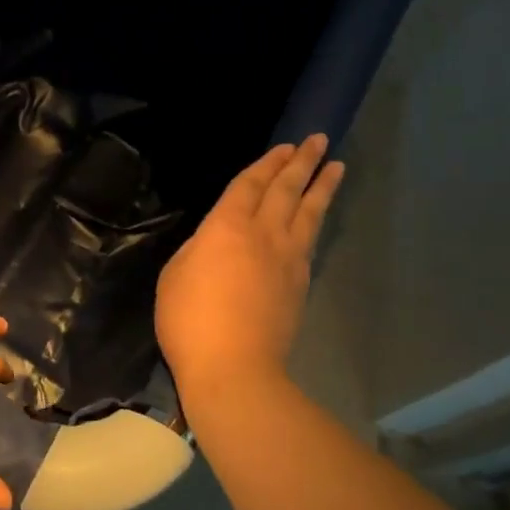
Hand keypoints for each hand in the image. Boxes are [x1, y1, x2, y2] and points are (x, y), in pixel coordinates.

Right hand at [156, 135, 343, 407]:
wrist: (234, 368)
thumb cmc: (190, 320)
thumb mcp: (175, 275)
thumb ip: (198, 249)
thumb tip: (215, 242)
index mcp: (227, 226)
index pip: (250, 184)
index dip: (266, 163)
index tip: (285, 146)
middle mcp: (263, 233)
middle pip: (286, 190)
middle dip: (301, 162)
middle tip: (317, 140)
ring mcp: (287, 259)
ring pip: (308, 212)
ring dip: (321, 186)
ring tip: (335, 165)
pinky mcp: (300, 284)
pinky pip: (311, 240)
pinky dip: (316, 221)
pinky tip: (317, 217)